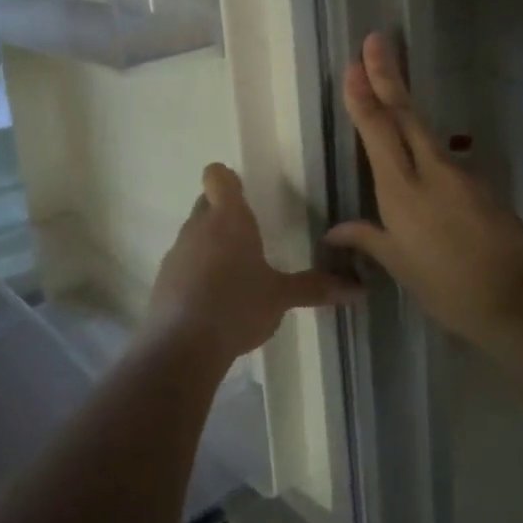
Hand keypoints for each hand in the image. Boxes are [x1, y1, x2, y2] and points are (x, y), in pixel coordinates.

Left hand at [147, 163, 360, 368]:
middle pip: (206, 204)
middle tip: (249, 235)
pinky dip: (195, 273)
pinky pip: (182, 264)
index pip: (217, 176)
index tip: (245, 194)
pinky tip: (212, 300)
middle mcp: (198, 227)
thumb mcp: (280, 298)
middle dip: (224, 214)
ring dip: (209, 245)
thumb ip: (315, 287)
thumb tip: (359, 288)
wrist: (182, 346)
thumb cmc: (237, 306)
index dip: (228, 180)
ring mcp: (176, 253)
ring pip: (193, 234)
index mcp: (228, 218)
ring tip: (233, 272)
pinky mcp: (163, 280)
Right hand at [325, 33, 522, 345]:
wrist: (514, 299)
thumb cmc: (445, 287)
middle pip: (405, 113)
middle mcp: (430, 171)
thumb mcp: (399, 265)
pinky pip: (443, 154)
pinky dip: (424, 141)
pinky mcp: (480, 182)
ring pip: (425, 128)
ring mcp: (460, 173)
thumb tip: (334, 230)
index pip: (378, 132)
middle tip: (375, 40)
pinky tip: (416, 146)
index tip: (354, 65)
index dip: (364, 96)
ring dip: (405, 102)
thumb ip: (367, 238)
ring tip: (389, 80)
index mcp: (402, 191)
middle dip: (388, 74)